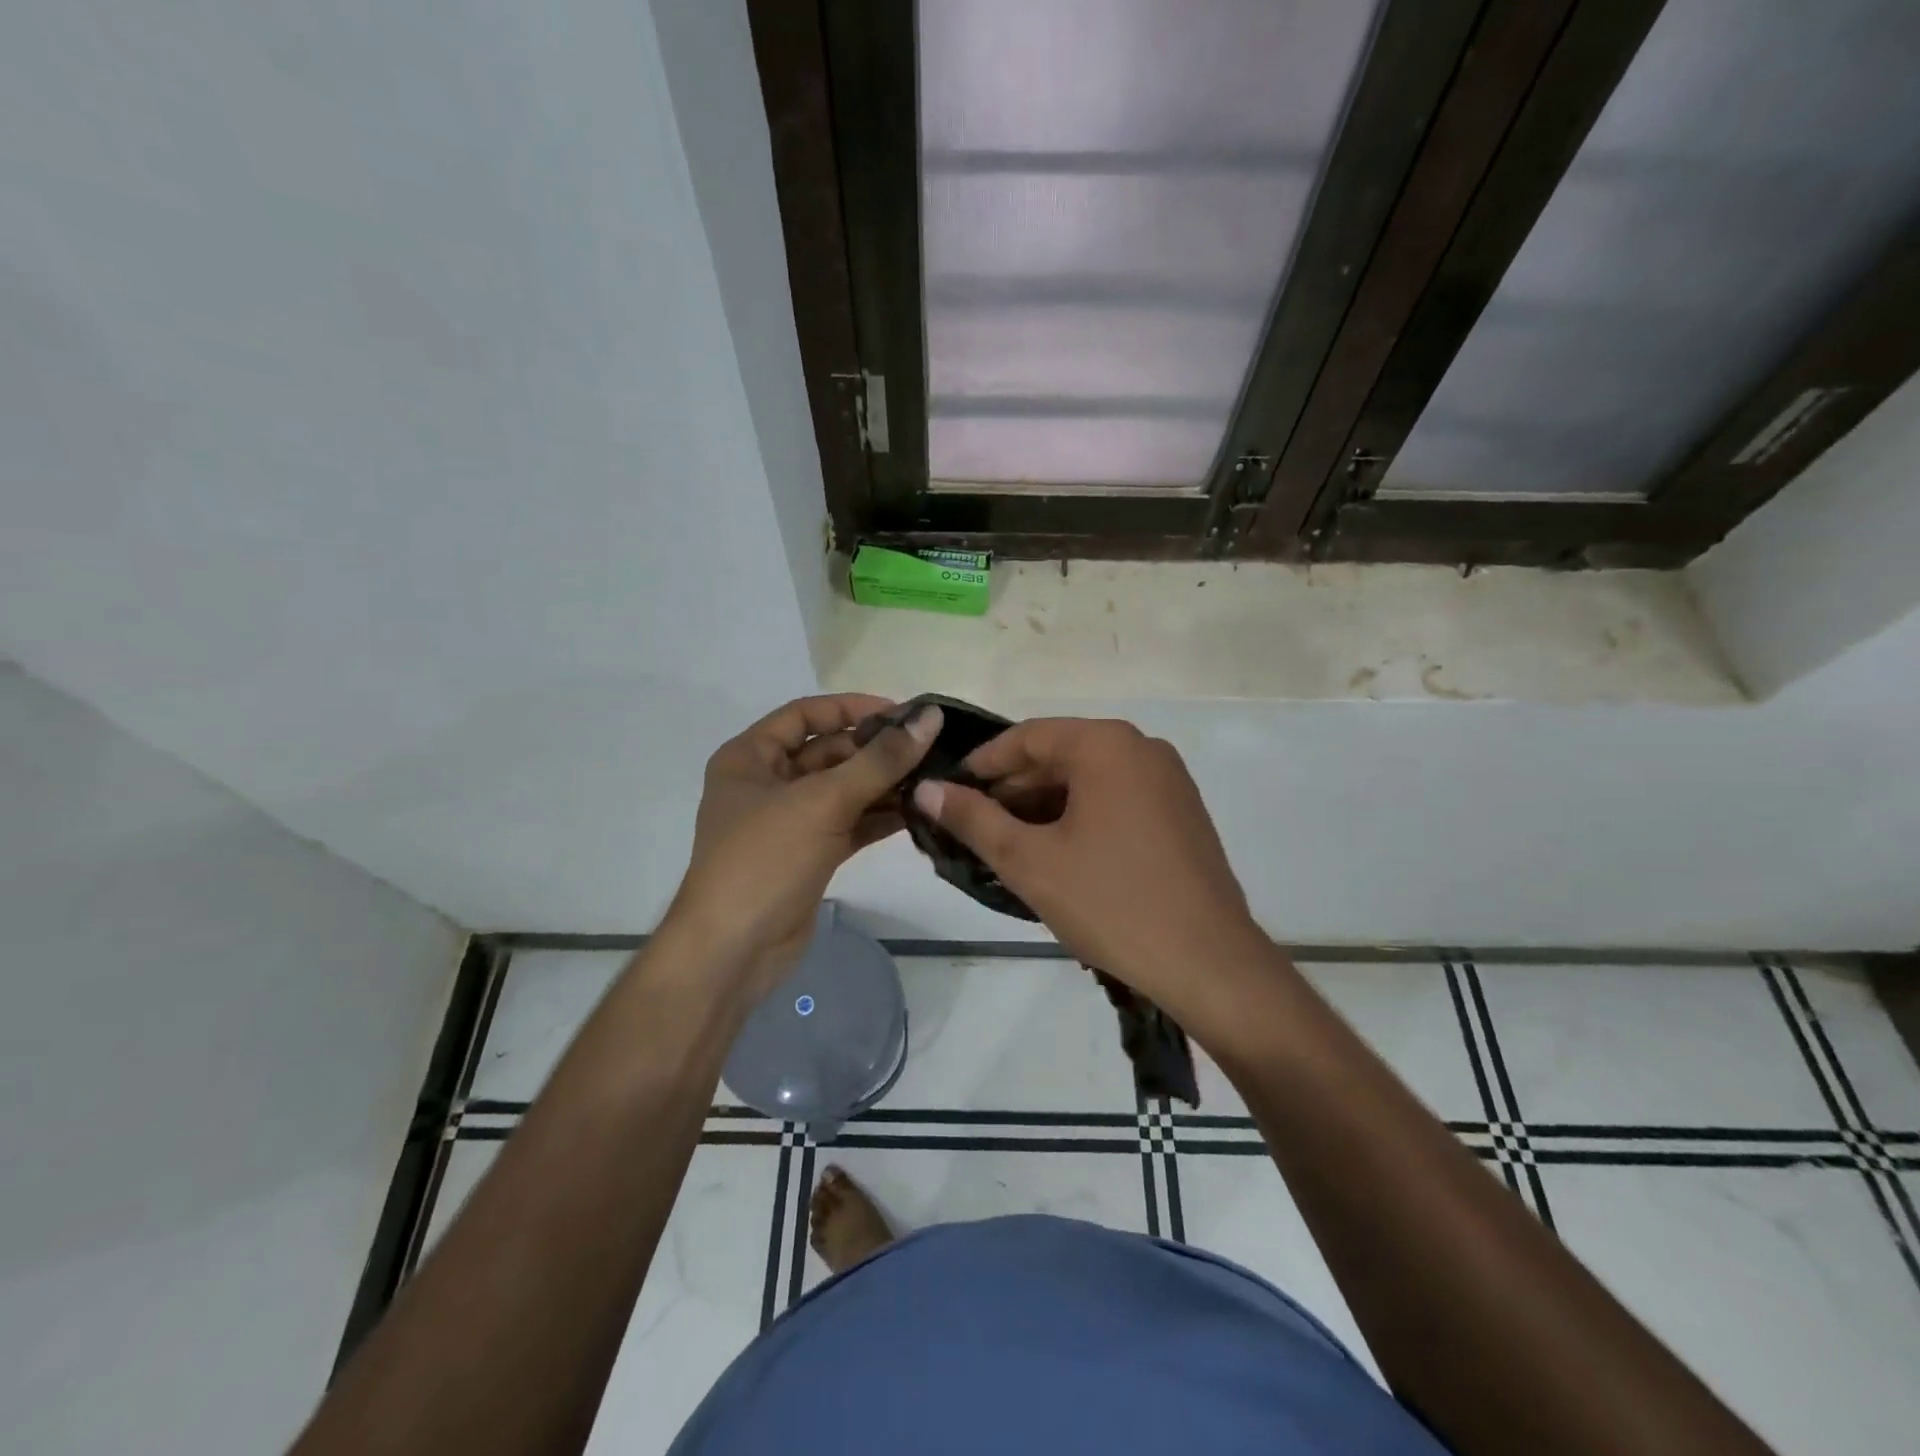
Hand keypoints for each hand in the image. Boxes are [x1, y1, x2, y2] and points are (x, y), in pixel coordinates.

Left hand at [668, 695, 940, 1002]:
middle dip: (876, 752)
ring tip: (933, 780)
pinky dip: (878, 818)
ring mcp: (788, 823)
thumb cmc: (765, 860)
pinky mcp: (808, 855)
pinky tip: (918, 814)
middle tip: (930, 750)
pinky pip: (849, 824)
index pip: (806, 714)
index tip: (903, 713)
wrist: (733, 952)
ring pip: (843, 791)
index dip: (852, 708)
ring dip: (884, 786)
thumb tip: (929, 718)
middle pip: (829, 753)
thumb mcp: (823, 801)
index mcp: (750, 757)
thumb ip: (880, 760)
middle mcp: (766, 783)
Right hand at [915, 718, 1266, 1025]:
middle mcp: (1142, 749)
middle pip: (1060, 755)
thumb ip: (973, 819)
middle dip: (1012, 789)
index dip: (982, 763)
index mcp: (1107, 745)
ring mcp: (1168, 781)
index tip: (948, 791)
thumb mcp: (1029, 861)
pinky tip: (1055, 854)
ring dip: (1044, 807)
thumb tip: (927, 789)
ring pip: (1088, 780)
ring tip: (1005, 845)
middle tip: (971, 825)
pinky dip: (1079, 818)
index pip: (1028, 736)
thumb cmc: (1111, 903)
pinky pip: (1116, 800)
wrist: (1208, 963)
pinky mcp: (1181, 814)